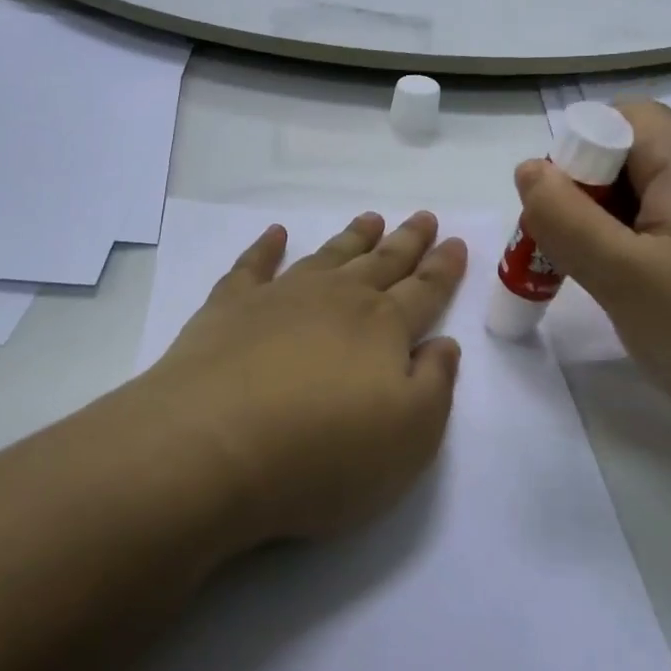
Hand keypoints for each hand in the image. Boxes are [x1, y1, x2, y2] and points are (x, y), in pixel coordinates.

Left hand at [140, 211, 467, 542]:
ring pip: (328, 256)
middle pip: (382, 263)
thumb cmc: (324, 453)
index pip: (424, 290)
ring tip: (370, 218)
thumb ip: (435, 385)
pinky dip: (265, 247)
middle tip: (423, 216)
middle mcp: (337, 299)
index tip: (456, 241)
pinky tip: (275, 233)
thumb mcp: (409, 436)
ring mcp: (280, 297)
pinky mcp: (229, 307)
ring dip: (352, 238)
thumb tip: (444, 343)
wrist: (214, 447)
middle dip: (407, 241)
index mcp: (384, 328)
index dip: (444, 267)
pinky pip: (253, 265)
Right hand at [515, 103, 670, 452]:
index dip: (573, 168)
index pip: (609, 122)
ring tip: (630, 288)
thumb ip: (564, 217)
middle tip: (590, 268)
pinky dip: (666, 238)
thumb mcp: (624, 279)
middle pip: (636, 152)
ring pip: (663, 185)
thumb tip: (529, 168)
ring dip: (628, 224)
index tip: (569, 233)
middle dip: (596, 201)